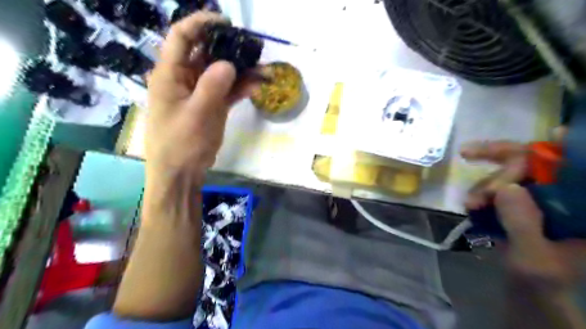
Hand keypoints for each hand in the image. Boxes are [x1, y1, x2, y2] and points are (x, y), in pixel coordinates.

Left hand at [145, 12, 256, 186]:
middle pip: (206, 53)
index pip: (182, 37)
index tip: (227, 23)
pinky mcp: (212, 106)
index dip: (201, 24)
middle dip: (229, 49)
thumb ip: (211, 87)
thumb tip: (229, 64)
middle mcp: (184, 79)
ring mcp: (200, 93)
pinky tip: (257, 86)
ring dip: (241, 71)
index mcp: (170, 74)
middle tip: (253, 49)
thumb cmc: (180, 143)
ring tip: (264, 70)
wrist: (181, 172)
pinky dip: (241, 88)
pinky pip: (228, 91)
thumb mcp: (195, 115)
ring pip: (221, 73)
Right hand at [460, 135, 582, 291]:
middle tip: (471, 161)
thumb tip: (506, 188)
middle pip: (542, 165)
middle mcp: (569, 200)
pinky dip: (484, 190)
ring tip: (470, 203)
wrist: (528, 290)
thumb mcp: (533, 260)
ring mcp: (544, 199)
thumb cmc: (540, 282)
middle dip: (505, 168)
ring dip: (487, 183)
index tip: (554, 136)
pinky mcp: (523, 201)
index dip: (570, 152)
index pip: (581, 173)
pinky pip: (502, 184)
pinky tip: (471, 203)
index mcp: (584, 213)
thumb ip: (522, 226)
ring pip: (515, 173)